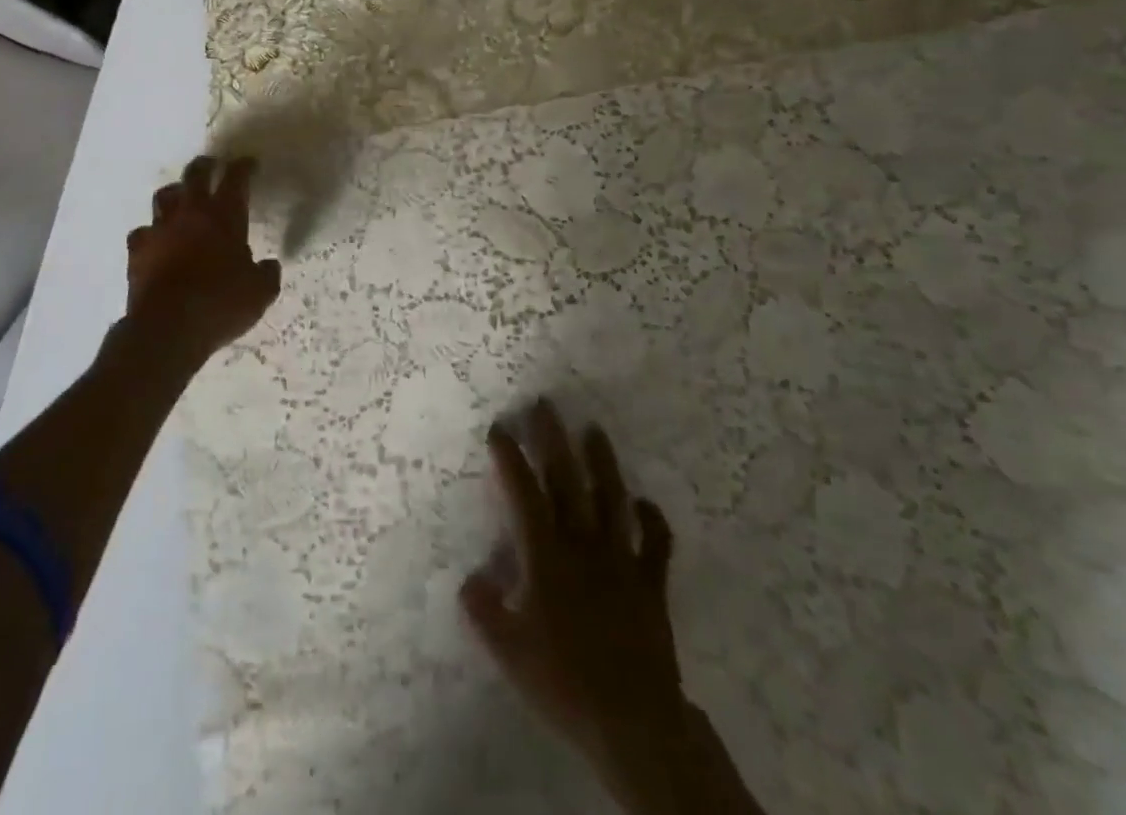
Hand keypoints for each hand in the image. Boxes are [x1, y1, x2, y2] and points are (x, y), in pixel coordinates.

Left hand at [124, 156, 281, 364]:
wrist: (167, 328)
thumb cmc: (220, 304)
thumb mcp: (260, 293)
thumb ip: (267, 274)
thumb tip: (269, 265)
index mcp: (224, 216)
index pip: (236, 178)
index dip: (244, 167)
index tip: (250, 163)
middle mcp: (190, 213)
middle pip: (195, 174)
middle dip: (206, 165)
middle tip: (213, 165)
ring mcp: (160, 229)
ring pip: (164, 196)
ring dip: (176, 192)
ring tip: (182, 197)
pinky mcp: (137, 250)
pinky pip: (143, 231)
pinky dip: (152, 232)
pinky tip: (157, 240)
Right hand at [462, 401, 761, 814]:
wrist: (632, 721)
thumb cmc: (563, 683)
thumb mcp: (508, 651)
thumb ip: (483, 609)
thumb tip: (470, 576)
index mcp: (546, 556)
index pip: (523, 493)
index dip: (510, 458)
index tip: (500, 428)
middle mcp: (582, 544)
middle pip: (567, 480)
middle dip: (553, 439)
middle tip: (545, 404)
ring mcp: (621, 559)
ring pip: (612, 498)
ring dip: (602, 462)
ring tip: (594, 429)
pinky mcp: (651, 582)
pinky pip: (655, 543)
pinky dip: (652, 519)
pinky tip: (645, 502)